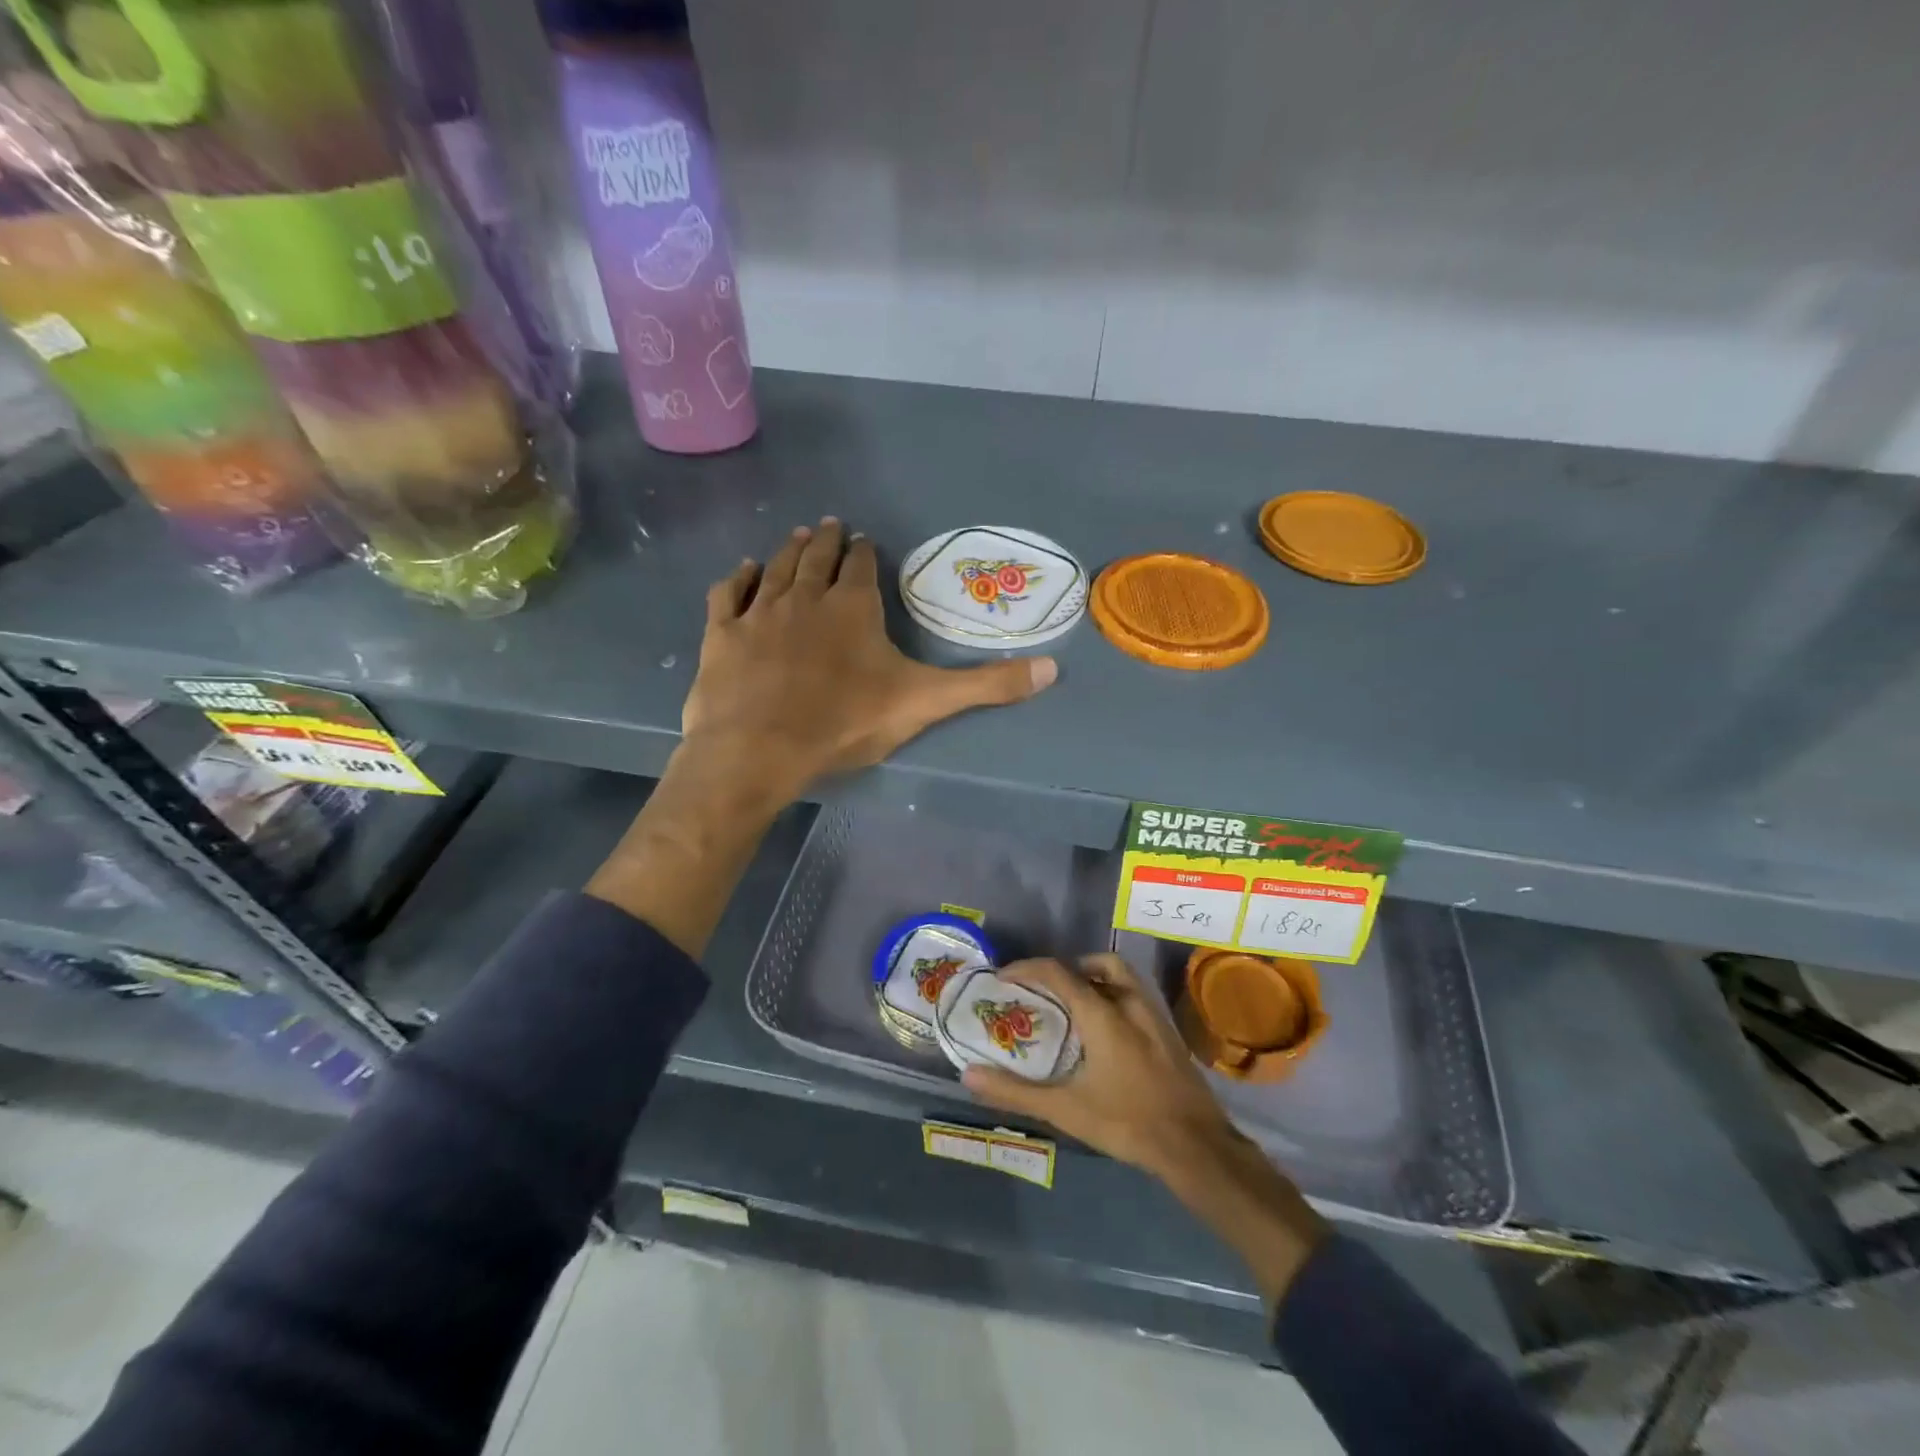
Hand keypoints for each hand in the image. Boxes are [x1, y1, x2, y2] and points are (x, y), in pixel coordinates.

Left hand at [681, 518, 1056, 808]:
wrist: (759, 749)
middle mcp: (807, 597)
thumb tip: (1053, 670)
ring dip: (790, 550)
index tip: (867, 543)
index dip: (867, 554)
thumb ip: (986, 686)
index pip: (863, 567)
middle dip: (829, 541)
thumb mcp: (924, 703)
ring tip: (799, 535)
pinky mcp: (723, 634)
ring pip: (777, 568)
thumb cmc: (845, 723)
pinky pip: (730, 594)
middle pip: (818, 557)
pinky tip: (744, 570)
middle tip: (831, 526)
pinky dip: (739, 578)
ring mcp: (761, 612)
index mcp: (854, 607)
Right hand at [963, 954, 1329, 1306]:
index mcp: (1103, 1013)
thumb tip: (970, 1075)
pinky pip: (1136, 996)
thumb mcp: (1065, 1109)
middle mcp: (1130, 1003)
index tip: (1005, 976)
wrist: (1196, 1147)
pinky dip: (1115, 996)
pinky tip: (1107, 1031)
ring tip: (1075, 1006)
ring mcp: (1155, 1016)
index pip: (1060, 972)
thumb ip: (1016, 1091)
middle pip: (1099, 964)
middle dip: (1070, 967)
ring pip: (1123, 977)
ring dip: (1096, 979)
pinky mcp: (1169, 1033)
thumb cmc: (1127, 1122)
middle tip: (1048, 989)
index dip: (1028, 968)